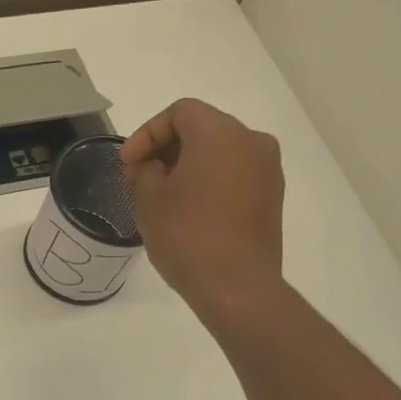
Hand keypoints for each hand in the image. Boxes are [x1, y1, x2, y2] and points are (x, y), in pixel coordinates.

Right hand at [120, 98, 286, 323]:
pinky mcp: (272, 196)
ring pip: (220, 151)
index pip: (180, 112)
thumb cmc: (186, 235)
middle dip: (167, 147)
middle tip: (139, 176)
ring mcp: (268, 170)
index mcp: (220, 133)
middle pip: (202, 128)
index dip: (147, 133)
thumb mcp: (149, 198)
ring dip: (188, 164)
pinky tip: (189, 207)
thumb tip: (152, 165)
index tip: (128, 163)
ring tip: (162, 194)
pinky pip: (235, 173)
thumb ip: (144, 169)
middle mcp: (252, 142)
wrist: (236, 286)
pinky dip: (210, 179)